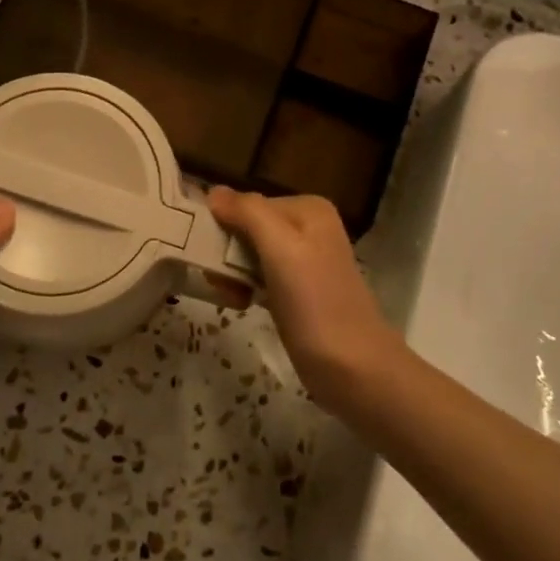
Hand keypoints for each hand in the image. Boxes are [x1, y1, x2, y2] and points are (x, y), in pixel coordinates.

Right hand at [207, 188, 408, 414]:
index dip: (224, 226)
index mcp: (308, 209)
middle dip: (227, 252)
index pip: (248, 204)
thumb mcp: (281, 248)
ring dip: (233, 273)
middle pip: (249, 228)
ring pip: (251, 255)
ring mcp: (305, 262)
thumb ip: (248, 213)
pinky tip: (242, 304)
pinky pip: (261, 277)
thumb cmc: (315, 303)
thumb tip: (214, 191)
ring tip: (232, 297)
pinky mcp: (299, 293)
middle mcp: (309, 228)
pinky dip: (246, 287)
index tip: (205, 253)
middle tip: (219, 282)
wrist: (353, 369)